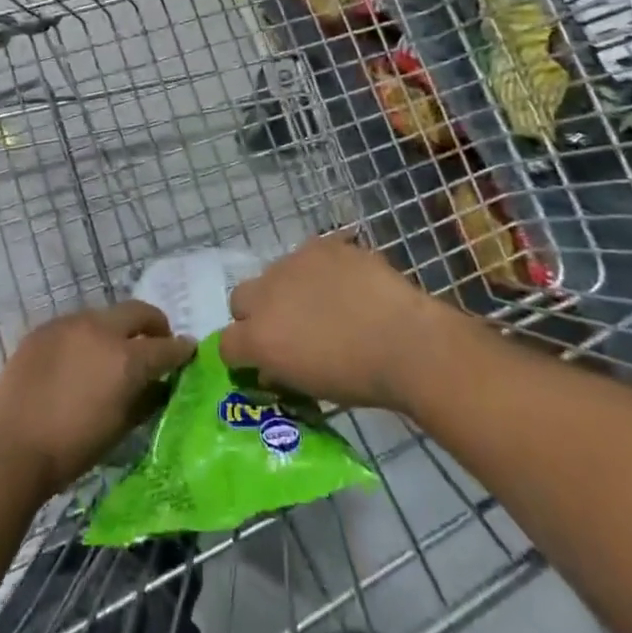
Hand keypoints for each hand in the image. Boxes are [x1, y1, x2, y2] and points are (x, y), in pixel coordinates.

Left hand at [0, 301, 194, 495]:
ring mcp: (69, 324)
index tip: (188, 351)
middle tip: (156, 342)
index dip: (181, 349)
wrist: (10, 448)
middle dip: (154, 324)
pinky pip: (74, 324)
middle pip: (138, 312)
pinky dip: (85, 336)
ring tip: (112, 352)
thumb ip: (145, 399)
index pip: (166, 346)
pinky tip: (78, 359)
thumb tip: (159, 385)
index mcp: (126, 358)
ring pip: (105, 315)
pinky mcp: (44, 329)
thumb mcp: (119, 428)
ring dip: (117, 329)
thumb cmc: (71, 448)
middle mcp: (101, 330)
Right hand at [220, 231, 443, 411]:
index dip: (241, 353)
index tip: (260, 361)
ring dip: (287, 288)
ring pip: (274, 273)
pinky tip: (345, 283)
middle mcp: (265, 294)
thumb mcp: (310, 388)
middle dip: (256, 312)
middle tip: (288, 328)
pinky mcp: (320, 244)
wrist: (405, 340)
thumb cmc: (359, 379)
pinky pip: (309, 256)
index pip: (226, 344)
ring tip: (322, 303)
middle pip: (240, 299)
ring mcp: (292, 263)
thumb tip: (271, 366)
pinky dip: (319, 269)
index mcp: (258, 337)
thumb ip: (281, 370)